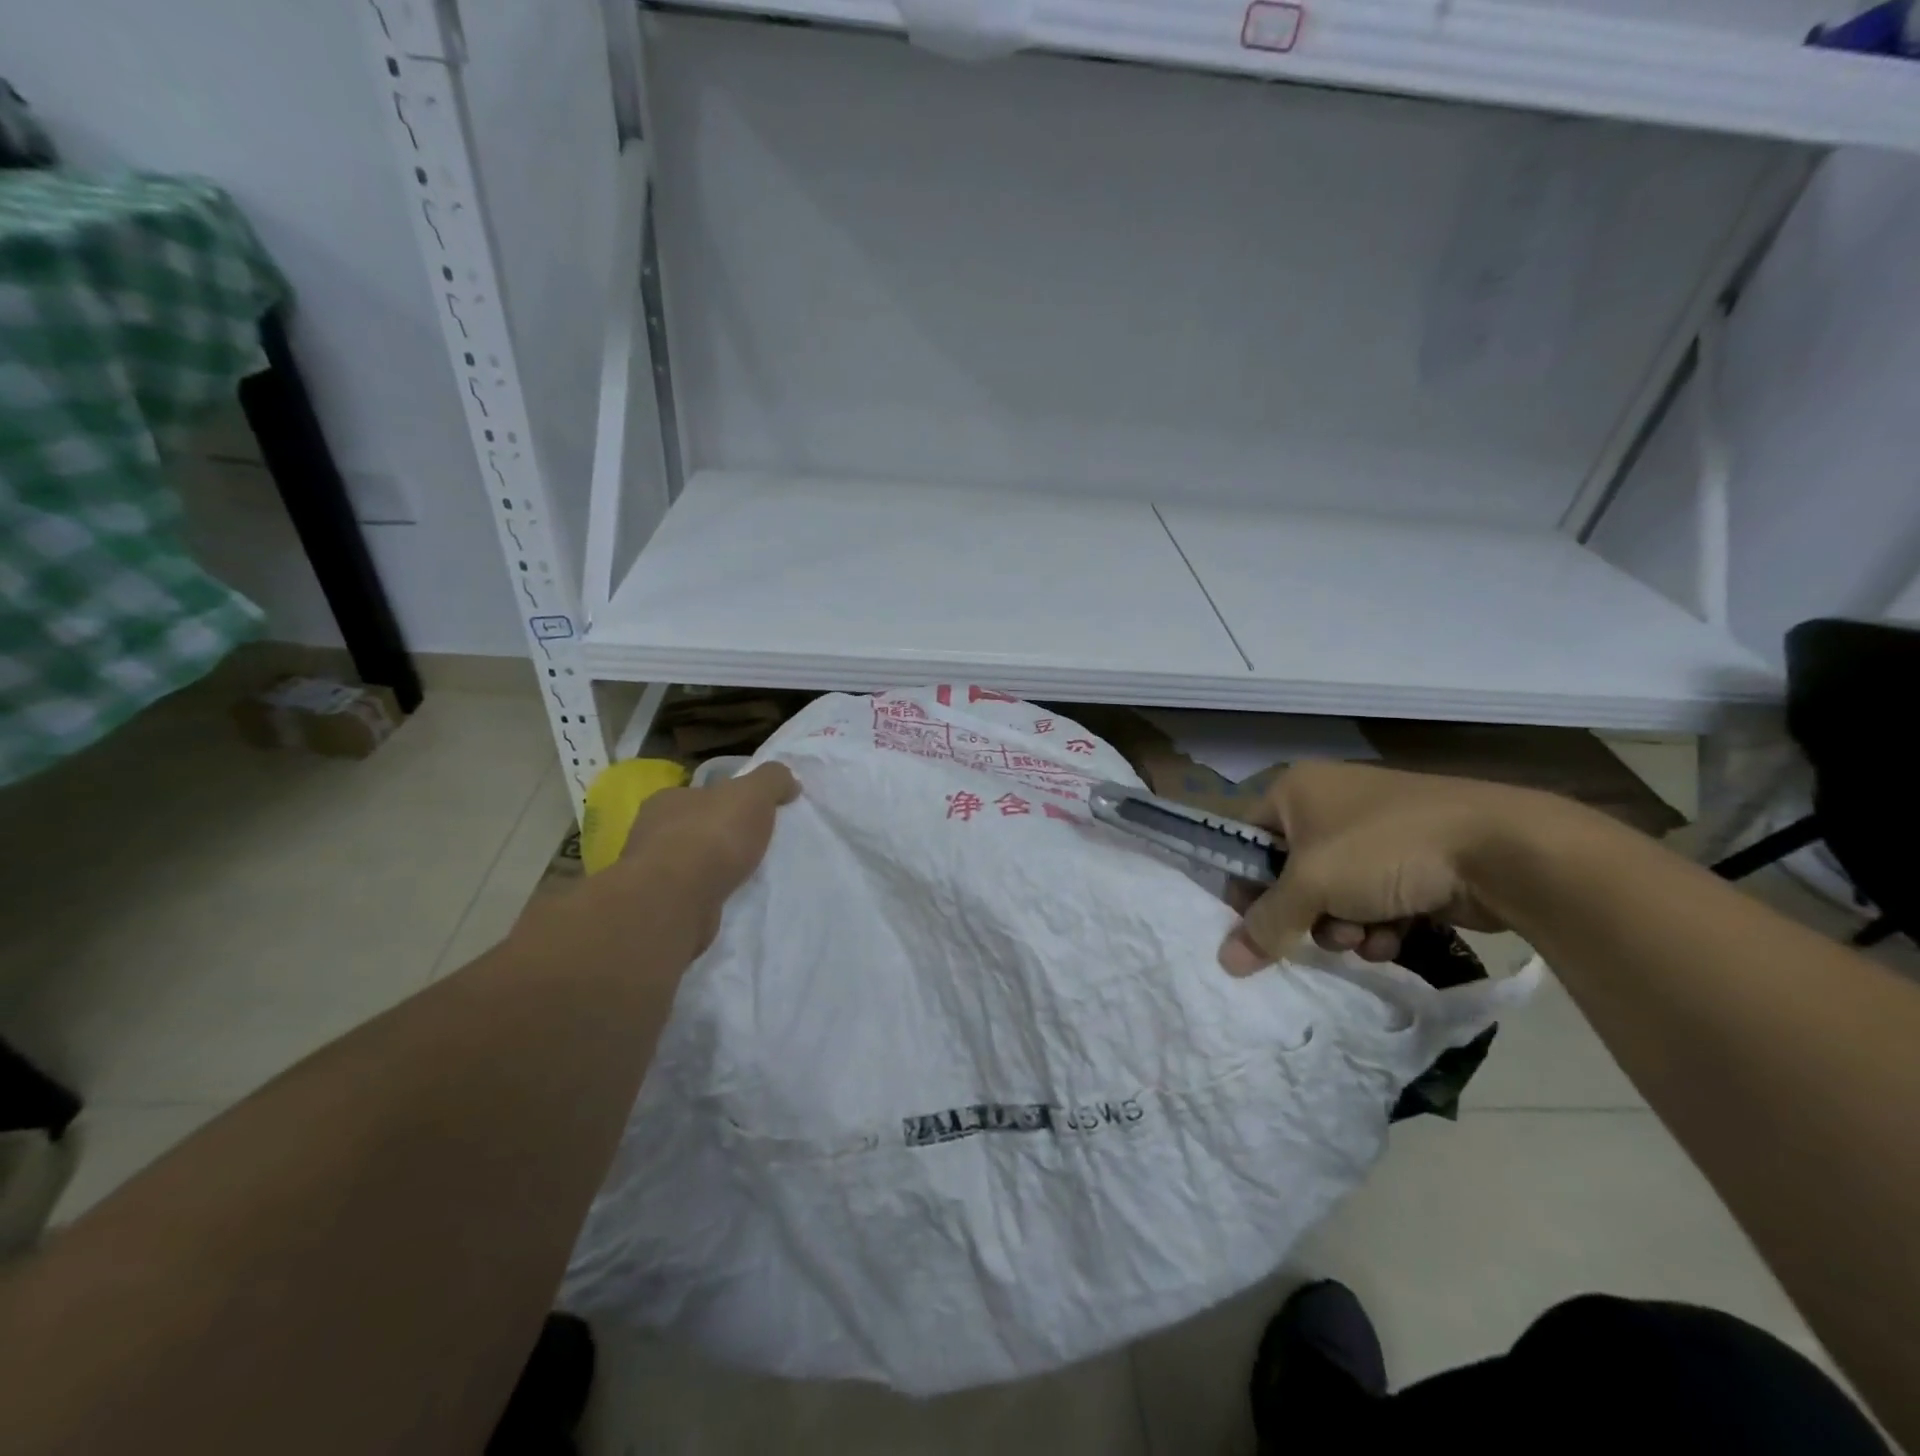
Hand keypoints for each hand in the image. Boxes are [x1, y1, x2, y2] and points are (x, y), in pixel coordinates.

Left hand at [614, 762, 799, 952]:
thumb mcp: (753, 793)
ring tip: (748, 876)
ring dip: (716, 869)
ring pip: (692, 864)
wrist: (677, 901)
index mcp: (668, 800)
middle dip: (721, 836)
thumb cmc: (711, 836)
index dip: (727, 801)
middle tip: (755, 845)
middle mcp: (652, 833)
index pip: (700, 794)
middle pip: (695, 828)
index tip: (753, 813)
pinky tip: (732, 900)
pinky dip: (710, 895)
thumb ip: (772, 780)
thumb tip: (789, 782)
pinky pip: (692, 895)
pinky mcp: (660, 907)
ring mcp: (652, 873)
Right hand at [1218, 761, 1553, 975]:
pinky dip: (1379, 921)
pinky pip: (1375, 896)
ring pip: (1336, 893)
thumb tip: (1225, 962)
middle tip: (1322, 932)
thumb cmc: (1383, 850)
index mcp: (1296, 789)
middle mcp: (1330, 802)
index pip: (1248, 840)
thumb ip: (1265, 924)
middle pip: (1292, 873)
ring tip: (1366, 936)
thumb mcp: (1311, 886)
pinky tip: (1396, 936)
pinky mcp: (1415, 858)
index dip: (1247, 885)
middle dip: (1307, 914)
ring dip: (1344, 925)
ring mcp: (1376, 830)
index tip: (1255, 925)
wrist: (1501, 848)